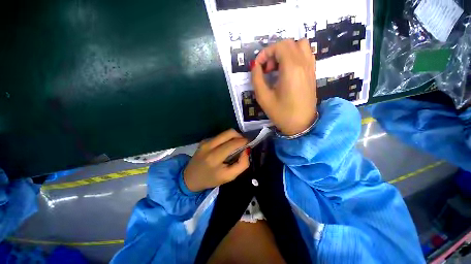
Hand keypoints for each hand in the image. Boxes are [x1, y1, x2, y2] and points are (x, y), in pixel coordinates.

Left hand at [184, 129, 249, 191]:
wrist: (190, 178)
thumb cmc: (211, 179)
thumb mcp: (229, 177)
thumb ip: (242, 165)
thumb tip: (247, 150)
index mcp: (214, 157)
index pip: (233, 143)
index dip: (244, 141)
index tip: (250, 144)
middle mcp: (209, 145)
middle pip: (229, 132)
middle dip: (240, 136)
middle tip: (244, 143)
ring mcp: (205, 141)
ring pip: (225, 133)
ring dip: (234, 137)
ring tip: (236, 145)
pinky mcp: (204, 140)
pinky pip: (220, 136)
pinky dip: (226, 139)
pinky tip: (226, 147)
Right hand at [251, 39, 316, 135]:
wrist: (301, 125)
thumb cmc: (281, 113)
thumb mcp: (263, 98)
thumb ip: (257, 79)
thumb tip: (255, 66)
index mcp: (291, 69)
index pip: (279, 46)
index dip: (265, 53)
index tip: (258, 66)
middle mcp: (304, 63)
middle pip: (289, 43)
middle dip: (274, 52)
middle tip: (267, 69)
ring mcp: (310, 67)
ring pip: (299, 45)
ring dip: (285, 52)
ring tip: (277, 68)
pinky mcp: (312, 73)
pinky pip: (305, 54)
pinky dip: (294, 56)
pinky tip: (287, 70)